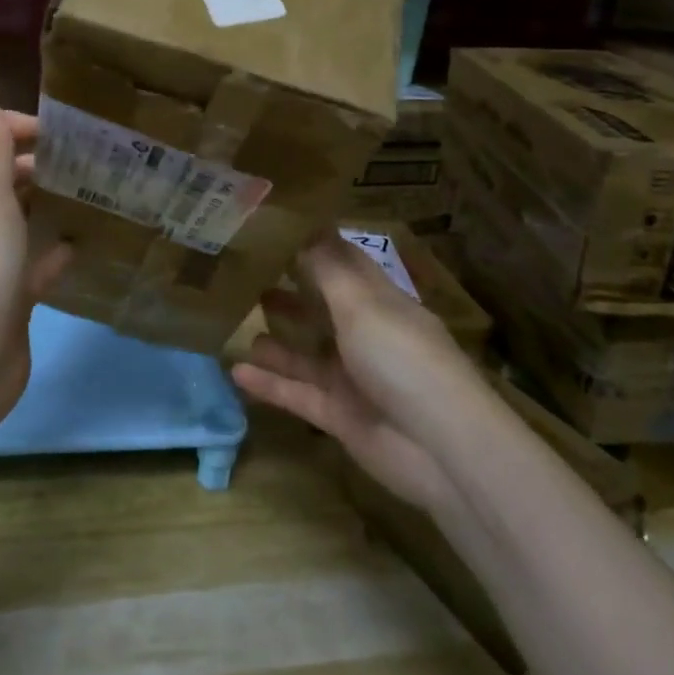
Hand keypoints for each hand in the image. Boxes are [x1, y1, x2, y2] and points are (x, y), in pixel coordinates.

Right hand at [232, 234, 478, 512]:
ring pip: (306, 353)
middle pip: (322, 307)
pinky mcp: (340, 415)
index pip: (345, 264)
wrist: (439, 447)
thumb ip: (327, 268)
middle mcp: (366, 335)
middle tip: (245, 274)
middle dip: (289, 291)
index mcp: (379, 301)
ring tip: (235, 320)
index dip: (314, 245)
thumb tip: (304, 227)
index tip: (274, 228)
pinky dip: (269, 383)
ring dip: (276, 339)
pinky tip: (235, 371)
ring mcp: (353, 377)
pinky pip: (297, 393)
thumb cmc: (401, 357)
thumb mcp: (361, 303)